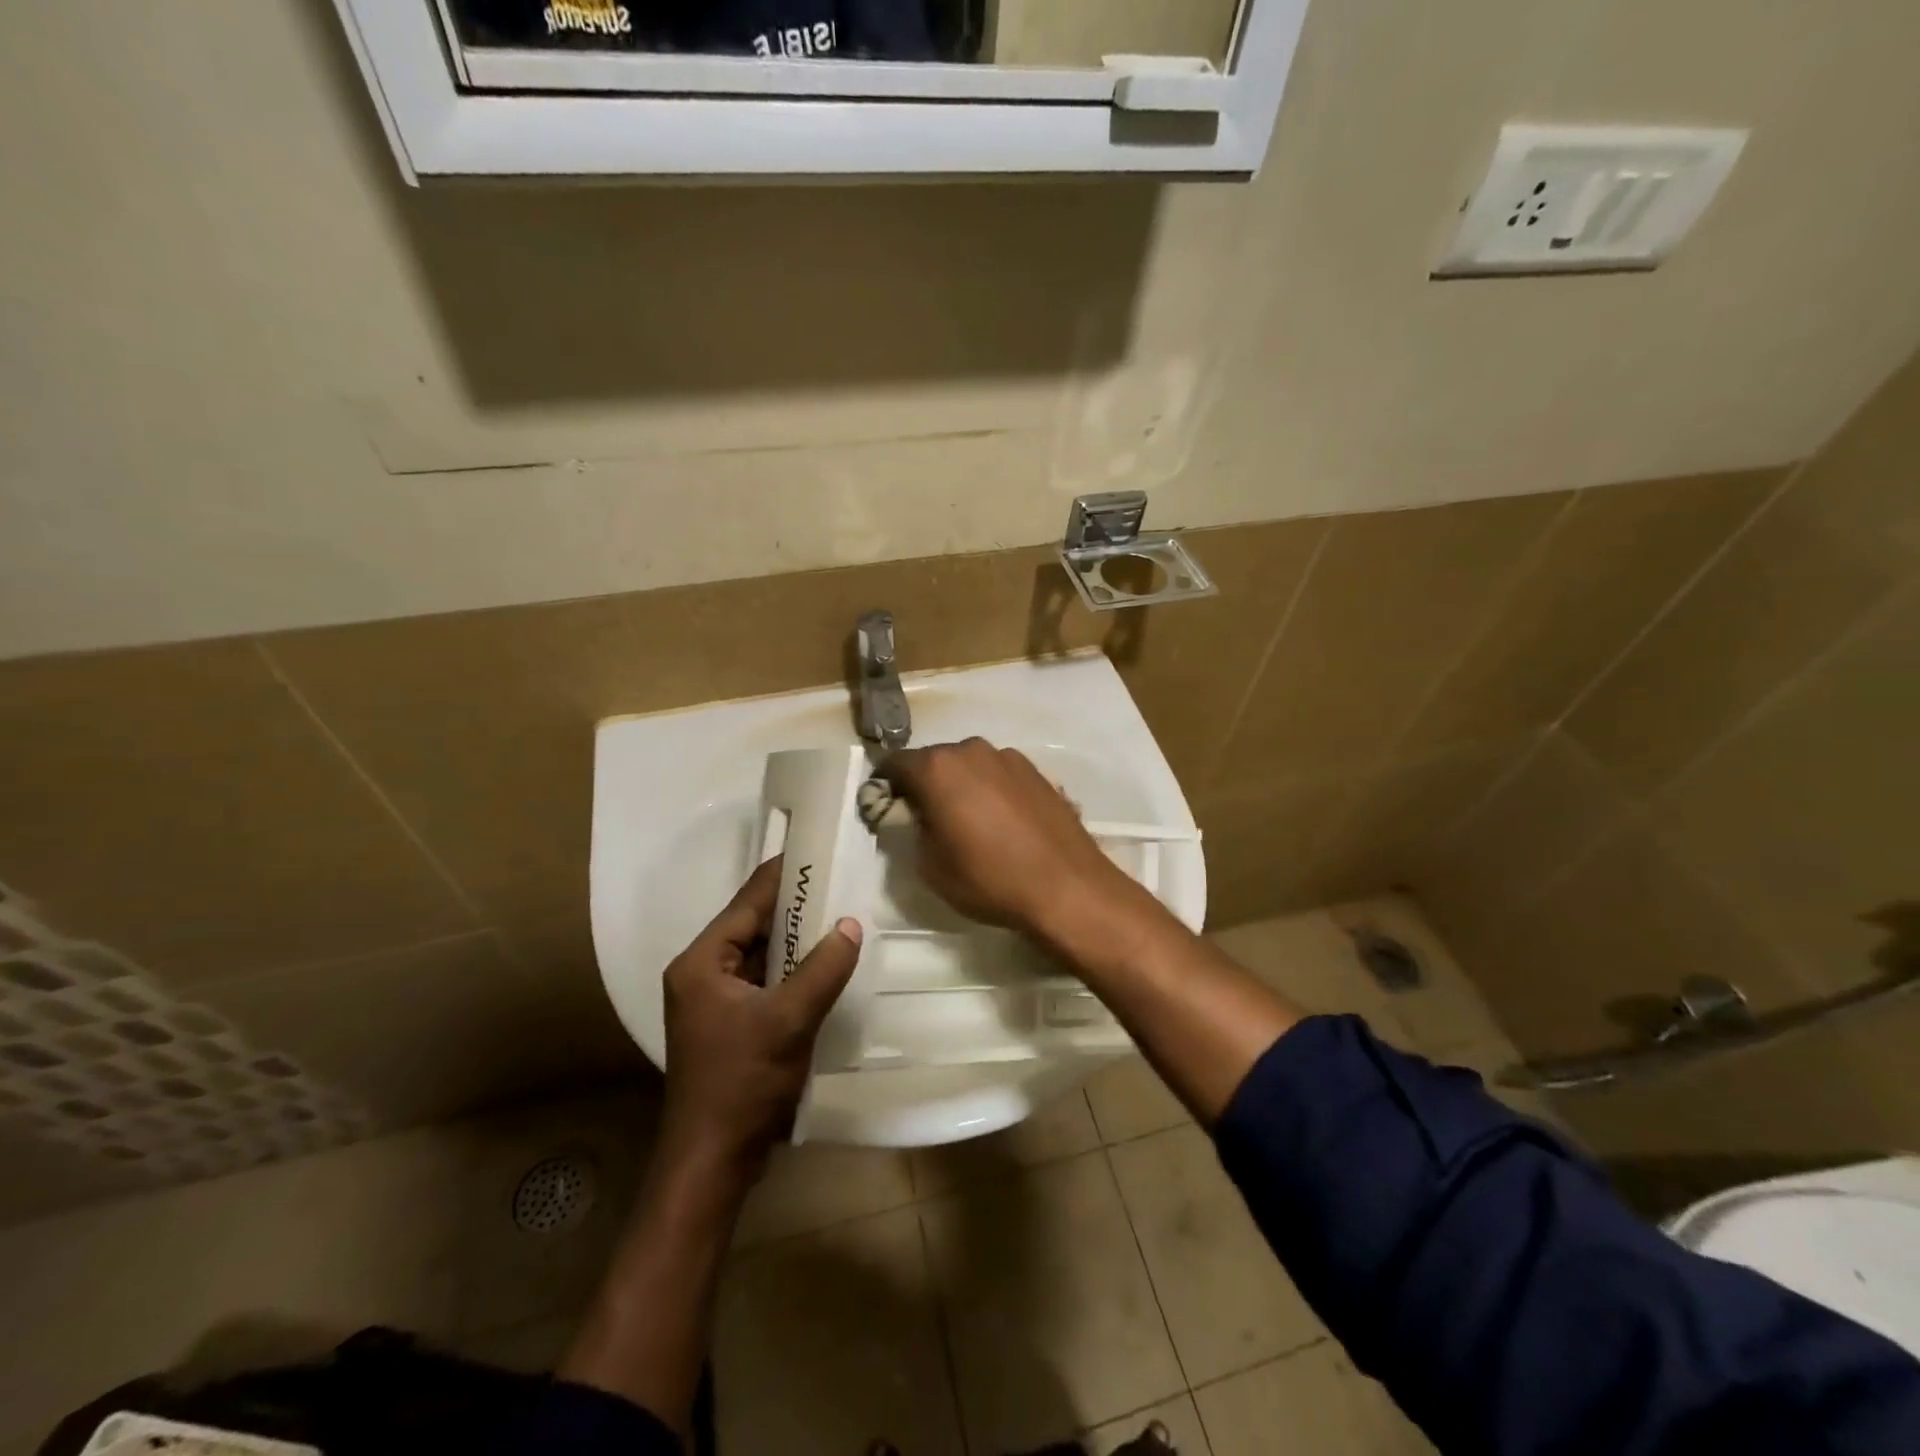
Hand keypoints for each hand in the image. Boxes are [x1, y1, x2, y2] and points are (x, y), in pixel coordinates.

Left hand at [659, 857, 862, 1182]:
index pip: (747, 902)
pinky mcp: (733, 1024)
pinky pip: (768, 982)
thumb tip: (852, 924)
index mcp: (702, 962)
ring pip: (764, 955)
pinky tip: (828, 962)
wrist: (713, 1161)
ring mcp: (717, 1001)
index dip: (783, 876)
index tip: (818, 851)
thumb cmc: (742, 1083)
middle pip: (754, 926)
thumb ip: (823, 968)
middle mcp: (703, 973)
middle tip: (840, 882)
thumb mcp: (788, 1020)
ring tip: (841, 915)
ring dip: (798, 941)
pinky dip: (795, 970)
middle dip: (797, 908)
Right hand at [880, 738, 1155, 940]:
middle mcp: (972, 750)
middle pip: (935, 760)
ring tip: (968, 822)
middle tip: (927, 819)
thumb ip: (912, 830)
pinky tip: (1001, 823)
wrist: (1067, 886)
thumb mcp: (930, 865)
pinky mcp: (1037, 771)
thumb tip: (916, 816)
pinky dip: (990, 790)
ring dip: (960, 785)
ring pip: (969, 766)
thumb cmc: (989, 878)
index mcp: (938, 768)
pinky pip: (998, 775)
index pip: (895, 764)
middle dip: (925, 784)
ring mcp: (1008, 757)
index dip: (885, 786)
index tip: (886, 809)